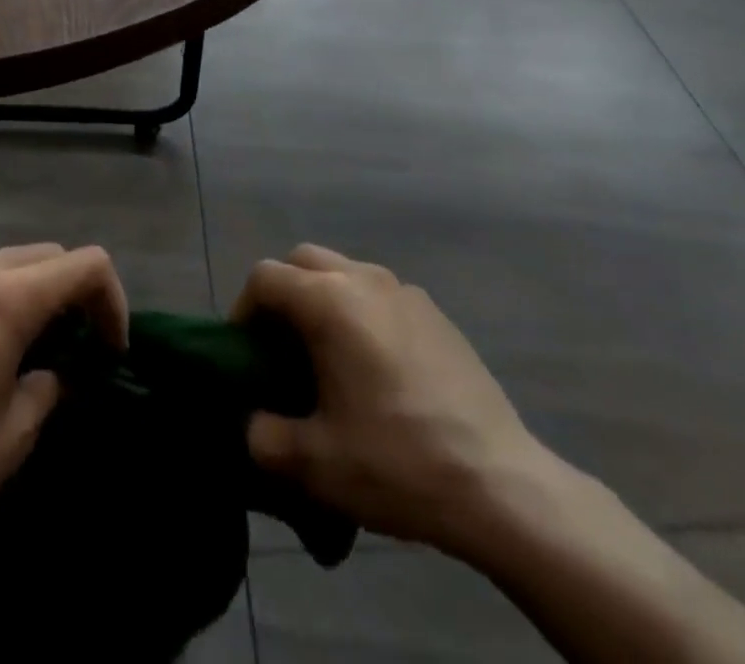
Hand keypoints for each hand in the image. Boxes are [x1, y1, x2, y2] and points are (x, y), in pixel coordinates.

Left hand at [0, 243, 127, 548]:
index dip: (112, 300)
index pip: (86, 264)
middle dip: (75, 291)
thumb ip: (50, 387)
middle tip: (77, 344)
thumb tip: (56, 372)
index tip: (110, 347)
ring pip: (9, 260)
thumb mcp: (13, 434)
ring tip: (31, 344)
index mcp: (8, 295)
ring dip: (35, 290)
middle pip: (49, 255)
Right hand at [232, 244, 550, 555]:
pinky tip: (376, 368)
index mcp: (330, 301)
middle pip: (303, 260)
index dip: (244, 309)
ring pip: (344, 271)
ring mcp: (405, 291)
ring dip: (322, 298)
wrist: (500, 485)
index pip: (265, 277)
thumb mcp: (315, 463)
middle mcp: (364, 279)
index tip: (246, 352)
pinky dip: (360, 312)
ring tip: (328, 356)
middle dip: (282, 292)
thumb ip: (264, 437)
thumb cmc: (398, 462)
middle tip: (281, 346)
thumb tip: (254, 423)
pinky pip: (380, 294)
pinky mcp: (435, 313)